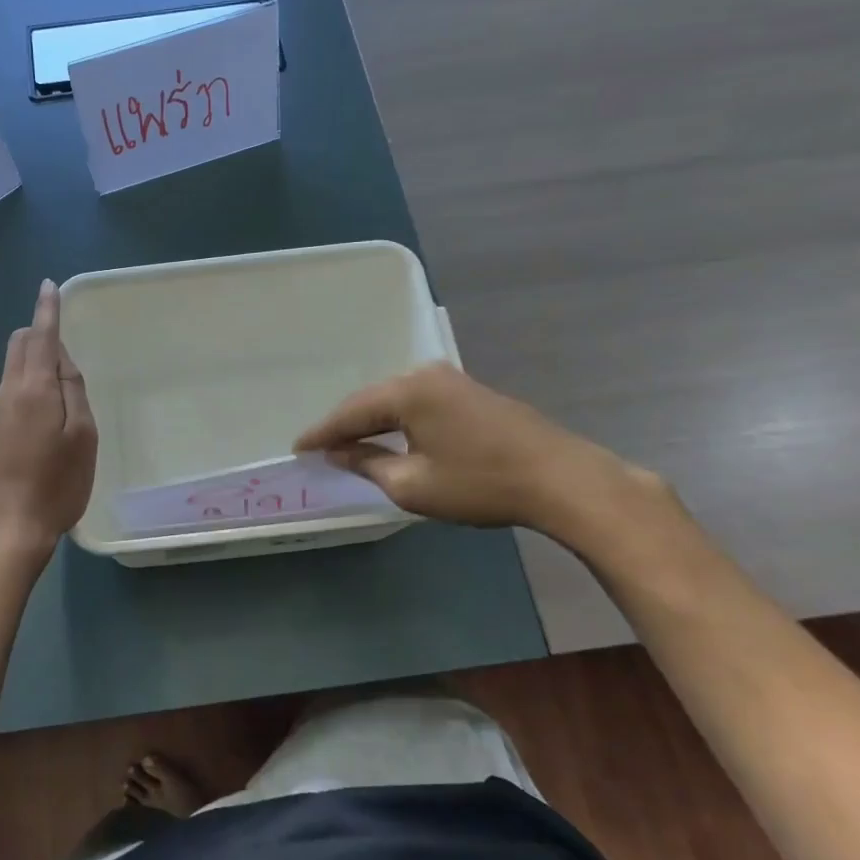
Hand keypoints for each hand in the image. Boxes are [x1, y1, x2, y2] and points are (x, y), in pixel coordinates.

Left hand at [0, 280, 97, 559]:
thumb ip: (74, 392)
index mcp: (35, 387)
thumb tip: (63, 361)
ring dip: (35, 355)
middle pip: (20, 344)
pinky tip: (48, 399)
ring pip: (14, 365)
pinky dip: (30, 377)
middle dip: (39, 329)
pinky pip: (13, 386)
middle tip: (64, 335)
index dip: (47, 309)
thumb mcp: (82, 436)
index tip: (48, 286)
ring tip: (63, 370)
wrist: (7, 527)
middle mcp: (11, 391)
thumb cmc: (55, 483)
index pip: (42, 335)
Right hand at [294, 362, 635, 533]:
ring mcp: (452, 380)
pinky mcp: (471, 393)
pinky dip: (398, 420)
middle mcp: (426, 374)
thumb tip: (339, 453)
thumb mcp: (413, 485)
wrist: (562, 479)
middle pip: (372, 401)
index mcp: (407, 391)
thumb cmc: (481, 483)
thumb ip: (368, 464)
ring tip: (348, 443)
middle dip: (345, 425)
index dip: (323, 433)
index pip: (351, 412)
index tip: (297, 448)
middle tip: (320, 447)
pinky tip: (390, 435)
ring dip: (372, 422)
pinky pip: (419, 402)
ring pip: (396, 400)